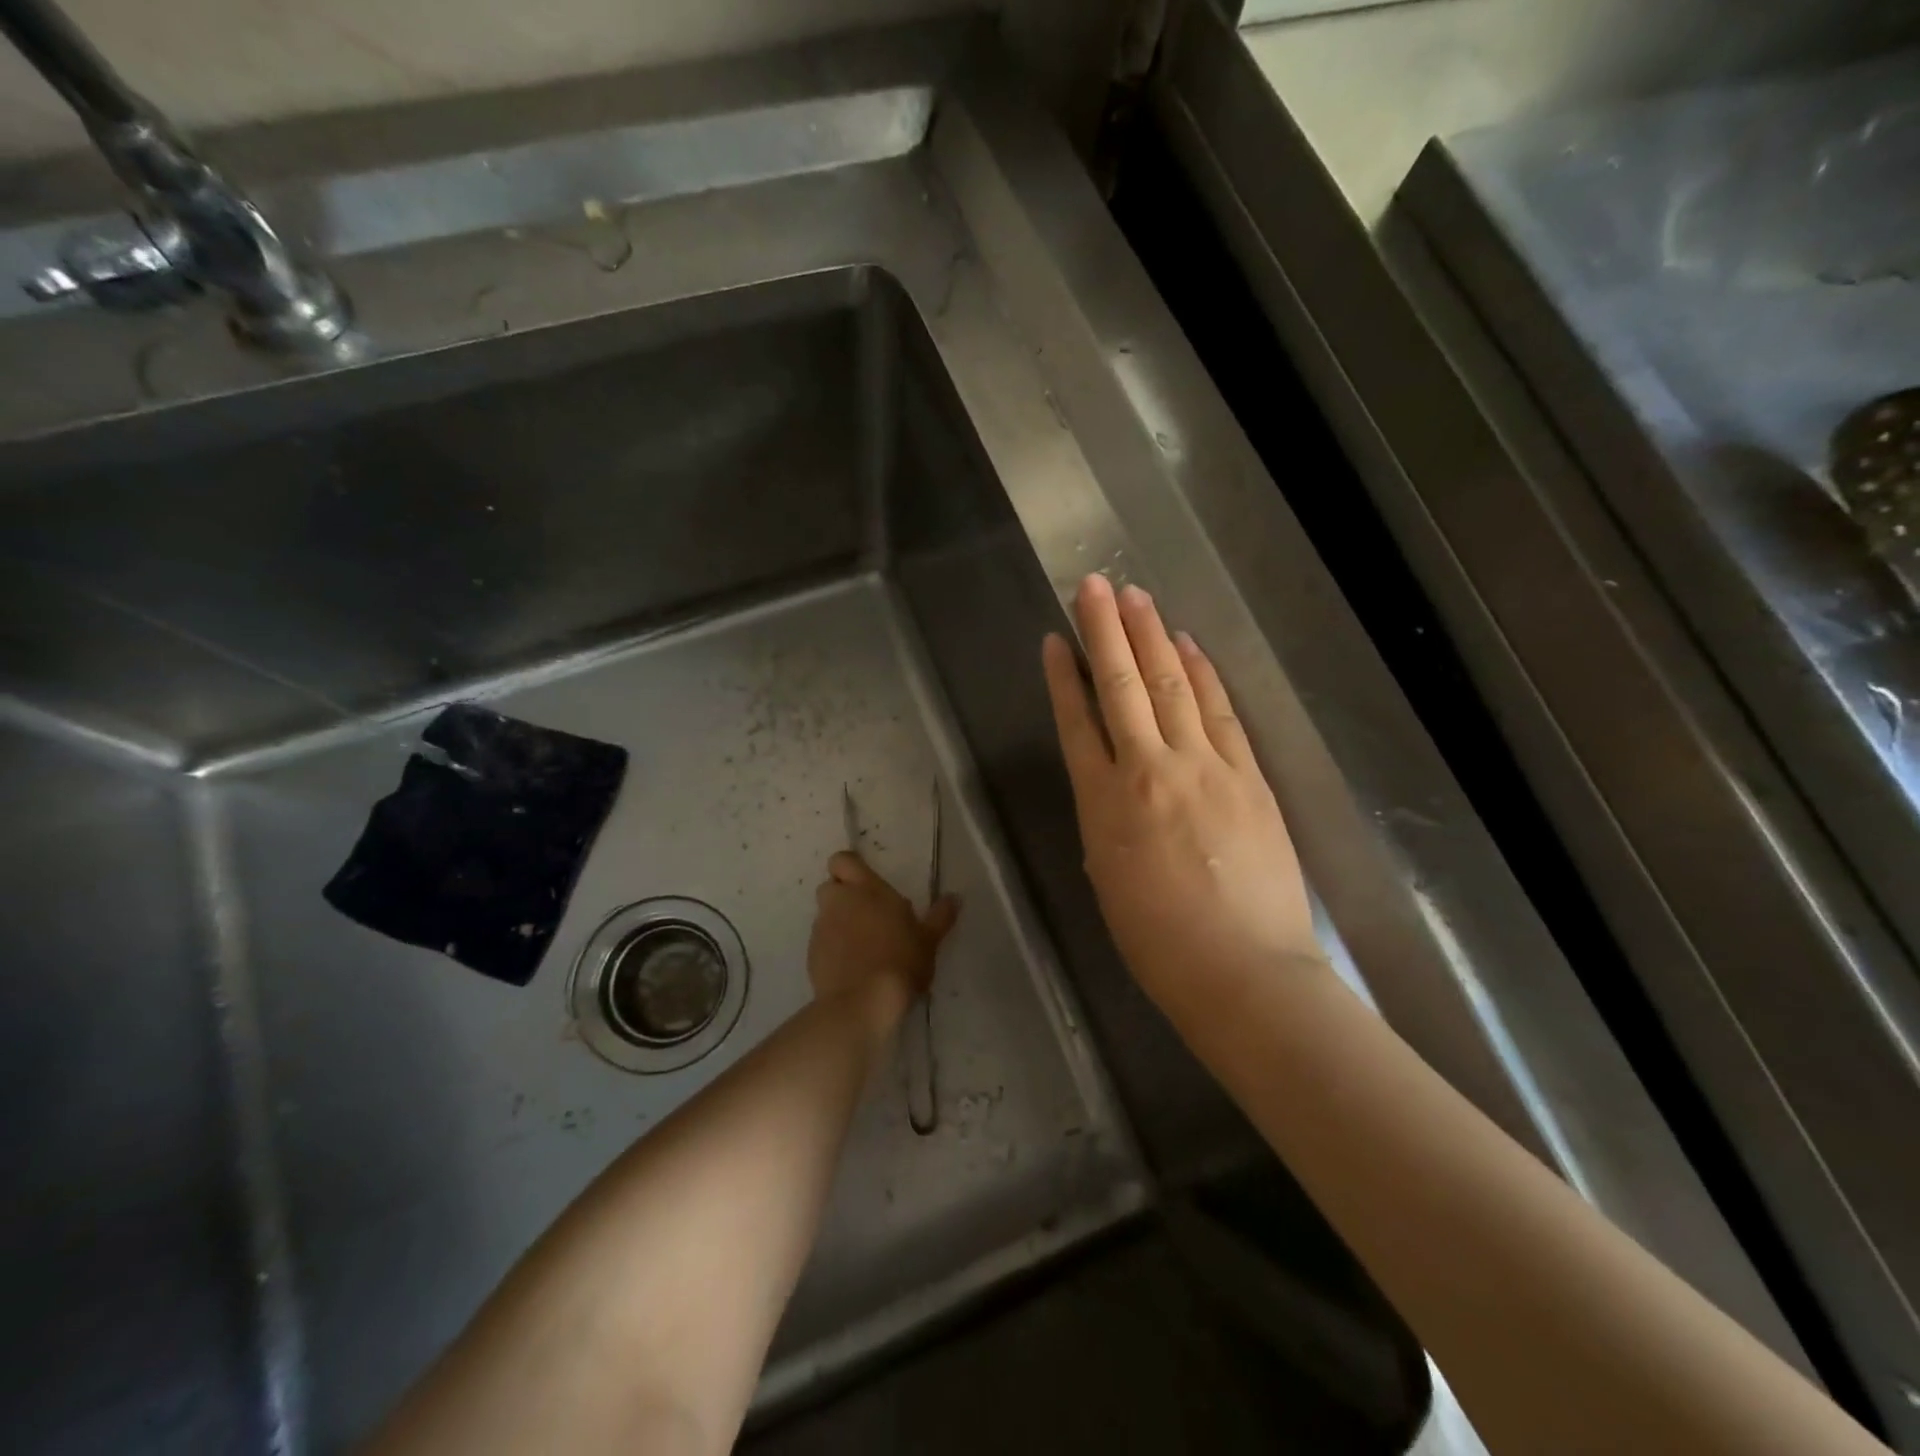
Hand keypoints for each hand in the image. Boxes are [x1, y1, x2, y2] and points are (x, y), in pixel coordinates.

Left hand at [808, 851, 958, 1031]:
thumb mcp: (929, 940)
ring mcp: (821, 929)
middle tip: (868, 914)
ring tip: (862, 945)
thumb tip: (955, 897)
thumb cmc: (901, 961)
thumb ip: (940, 916)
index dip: (850, 868)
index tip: (866, 883)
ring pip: (825, 915)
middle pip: (831, 886)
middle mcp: (839, 902)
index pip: (843, 860)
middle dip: (844, 896)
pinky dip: (832, 948)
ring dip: (838, 923)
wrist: (863, 1002)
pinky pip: (821, 942)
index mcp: (866, 889)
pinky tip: (852, 967)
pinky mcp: (811, 955)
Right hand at [1041, 574, 1321, 1014]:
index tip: (1056, 640)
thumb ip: (1108, 821)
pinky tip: (1189, 647)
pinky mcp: (1248, 775)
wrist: (1243, 972)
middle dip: (1106, 632)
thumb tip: (1116, 786)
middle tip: (1094, 585)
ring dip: (1154, 637)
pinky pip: (1220, 712)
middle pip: (1124, 687)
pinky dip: (1203, 675)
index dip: (1064, 677)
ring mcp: (1205, 767)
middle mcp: (1150, 771)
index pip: (1077, 723)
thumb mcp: (1108, 879)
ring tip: (1138, 598)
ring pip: (1173, 686)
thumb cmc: (1159, 942)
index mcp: (1105, 804)